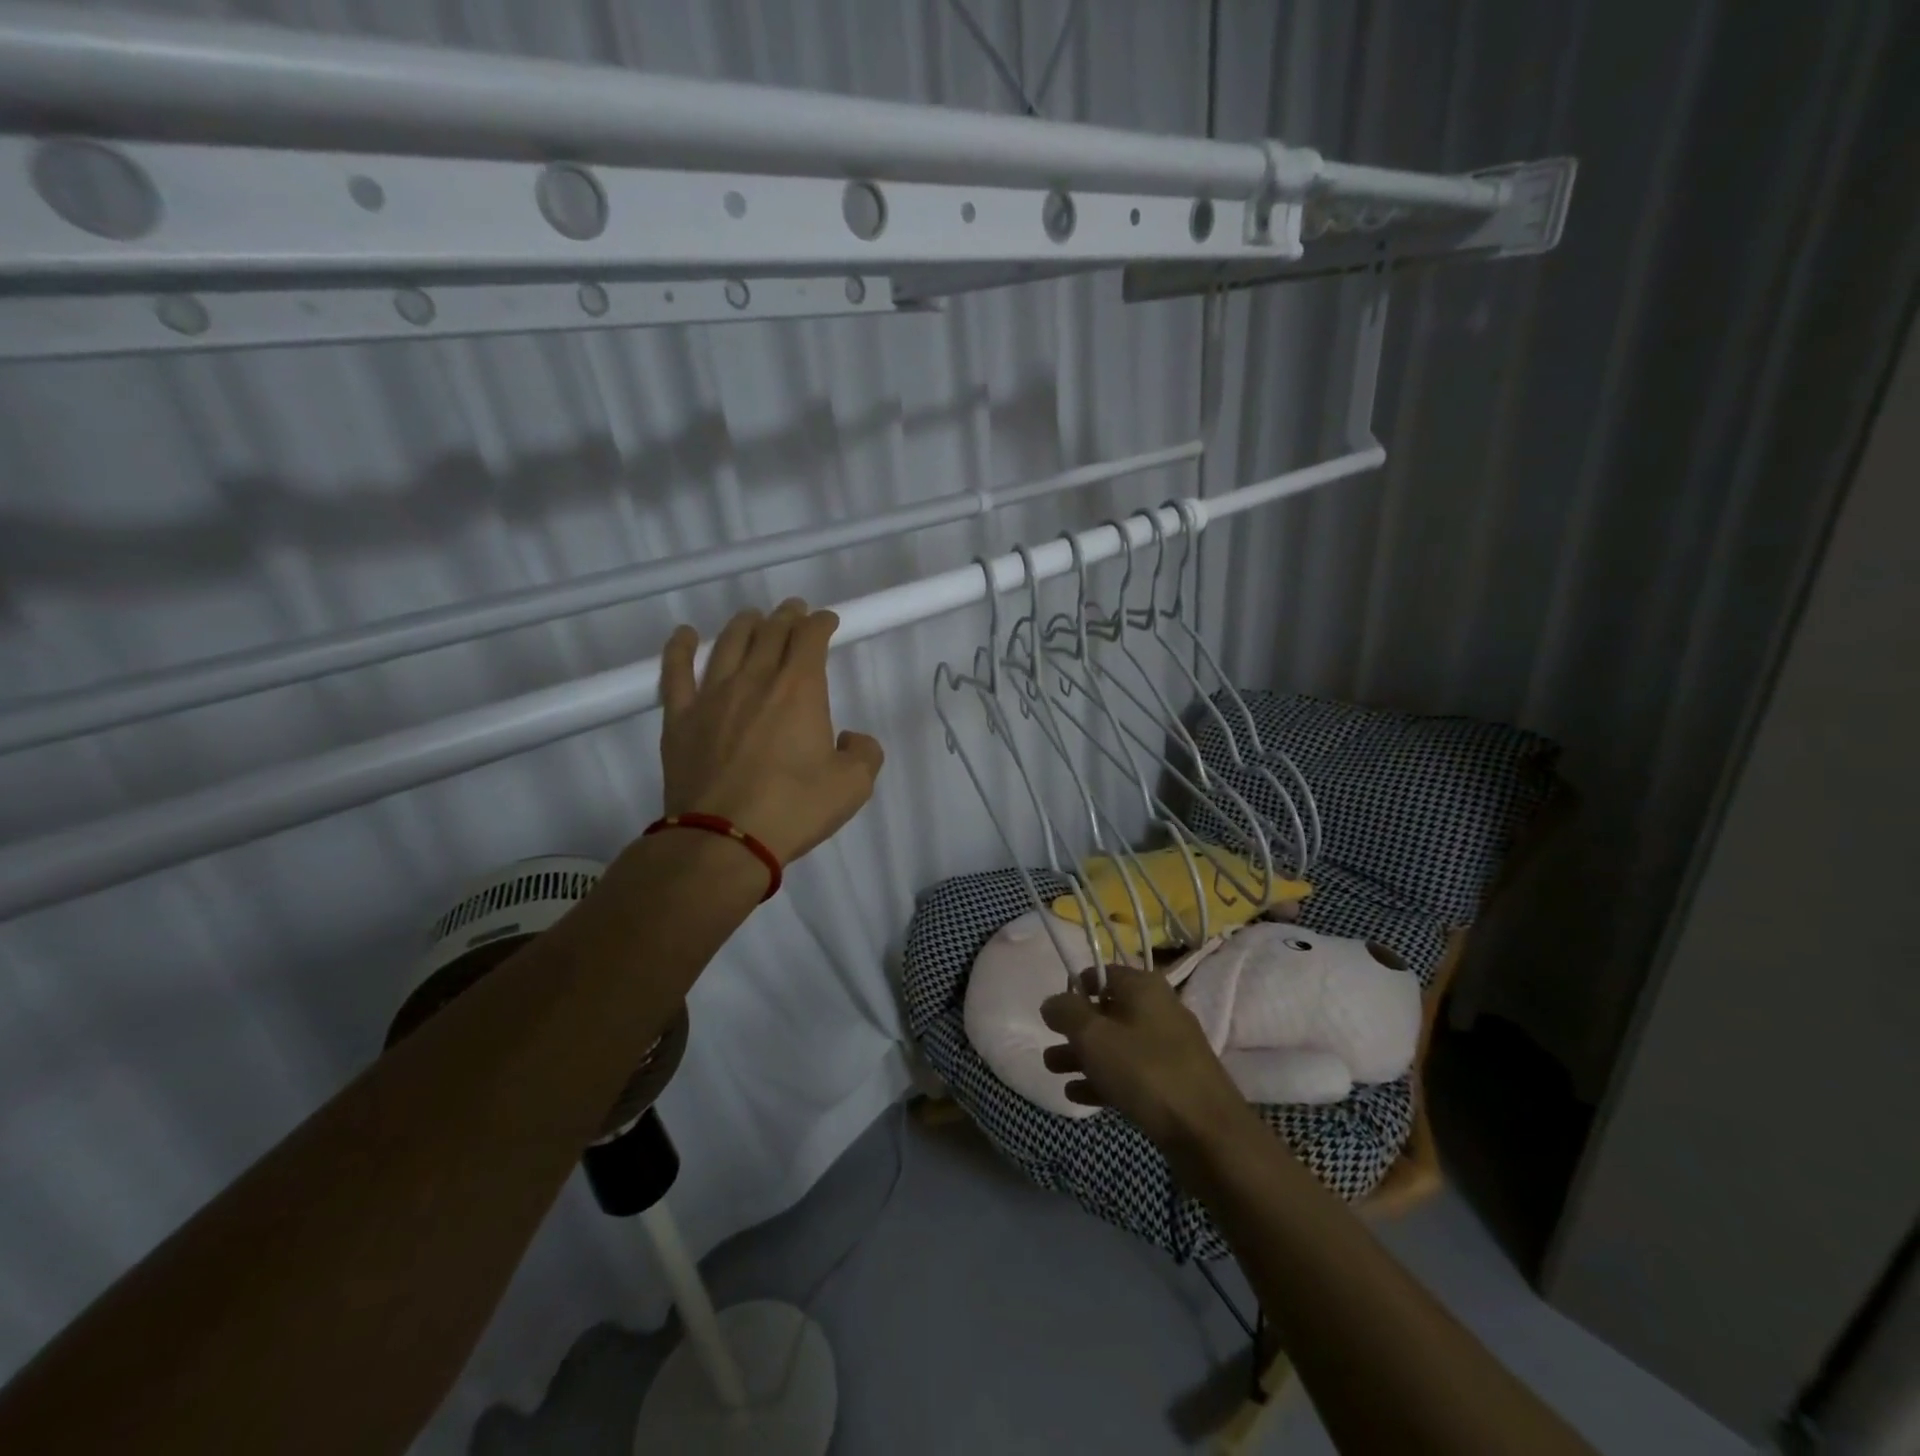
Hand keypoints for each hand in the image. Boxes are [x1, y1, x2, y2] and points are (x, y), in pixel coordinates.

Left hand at [658, 600, 884, 865]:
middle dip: (787, 617)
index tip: (827, 621)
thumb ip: (864, 753)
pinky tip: (686, 634)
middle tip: (794, 610)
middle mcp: (755, 680)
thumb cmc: (794, 809)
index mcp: (799, 690)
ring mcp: (712, 696)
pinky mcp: (680, 718)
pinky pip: (676, 672)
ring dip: (745, 624)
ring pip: (729, 643)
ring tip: (753, 617)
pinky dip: (681, 648)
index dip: (820, 623)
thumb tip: (850, 739)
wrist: (724, 838)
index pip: (810, 638)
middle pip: (771, 633)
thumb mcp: (853, 785)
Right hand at [1041, 964, 1252, 1148]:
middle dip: (1075, 1030)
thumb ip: (1066, 1013)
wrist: (1208, 1133)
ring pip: (1116, 1044)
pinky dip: (1104, 1079)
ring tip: (1054, 1072)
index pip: (1102, 973)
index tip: (1054, 1012)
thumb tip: (1051, 1002)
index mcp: (1144, 987)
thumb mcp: (1093, 1036)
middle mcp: (1158, 1009)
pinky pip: (1131, 1072)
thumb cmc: (1145, 1071)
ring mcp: (1169, 1047)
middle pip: (1107, 1012)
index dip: (1075, 989)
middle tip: (1049, 1048)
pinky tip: (1077, 1095)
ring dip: (1084, 1056)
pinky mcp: (1173, 1081)